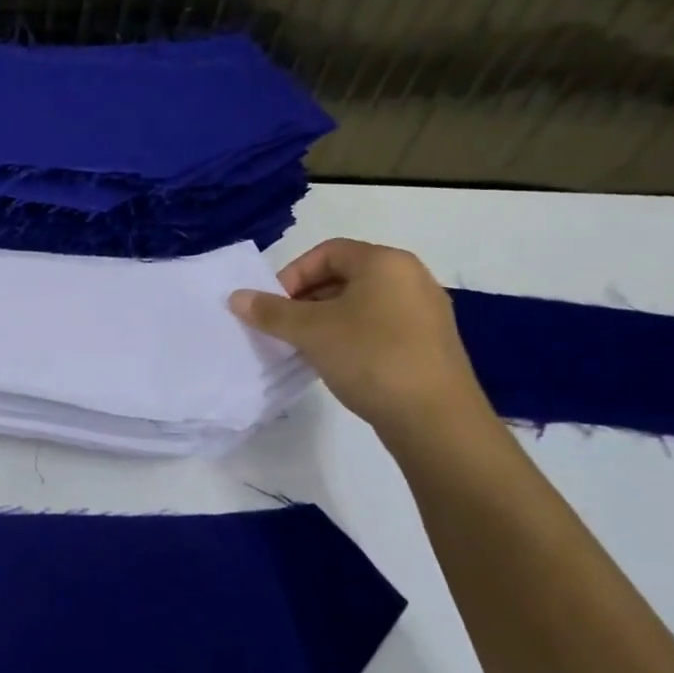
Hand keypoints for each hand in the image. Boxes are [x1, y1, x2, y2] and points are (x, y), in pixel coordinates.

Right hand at [229, 238, 491, 436]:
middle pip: (345, 276)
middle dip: (306, 299)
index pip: (327, 251)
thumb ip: (270, 311)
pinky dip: (352, 337)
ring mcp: (426, 313)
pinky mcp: (430, 345)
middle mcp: (411, 278)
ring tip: (305, 347)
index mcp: (386, 262)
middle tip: (284, 327)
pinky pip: (380, 327)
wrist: (437, 421)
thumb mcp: (310, 331)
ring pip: (361, 304)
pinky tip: (338, 363)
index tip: (274, 305)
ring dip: (326, 320)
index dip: (293, 274)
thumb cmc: (371, 358)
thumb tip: (236, 297)